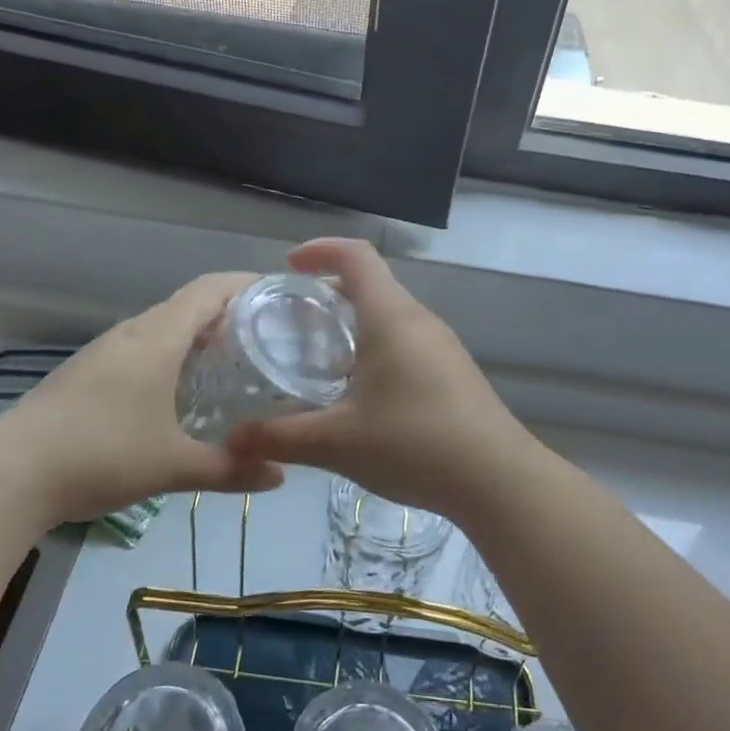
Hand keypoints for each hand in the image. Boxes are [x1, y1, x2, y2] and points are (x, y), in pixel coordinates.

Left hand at [1, 273, 285, 523]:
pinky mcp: (85, 374)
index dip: (246, 284)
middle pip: (187, 306)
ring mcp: (103, 353)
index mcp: (156, 340)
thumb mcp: (173, 466)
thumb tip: (280, 476)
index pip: (209, 290)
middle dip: (229, 313)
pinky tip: (179, 391)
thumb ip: (230, 469)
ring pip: (161, 328)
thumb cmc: (101, 456)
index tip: (281, 295)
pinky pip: (141, 349)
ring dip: (197, 336)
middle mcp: (130, 334)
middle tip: (268, 338)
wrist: (9, 475)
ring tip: (231, 362)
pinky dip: (171, 356)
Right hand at [228, 240, 534, 519]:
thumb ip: (279, 437)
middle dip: (330, 294)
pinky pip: (408, 345)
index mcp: (391, 317)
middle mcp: (420, 321)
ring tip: (321, 361)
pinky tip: (363, 396)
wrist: (497, 480)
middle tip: (293, 324)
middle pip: (373, 286)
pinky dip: (377, 351)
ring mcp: (444, 348)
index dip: (319, 250)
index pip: (356, 256)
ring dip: (355, 326)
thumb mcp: (336, 442)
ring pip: (391, 318)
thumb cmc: (413, 444)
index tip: (288, 267)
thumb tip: (232, 441)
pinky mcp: (455, 374)